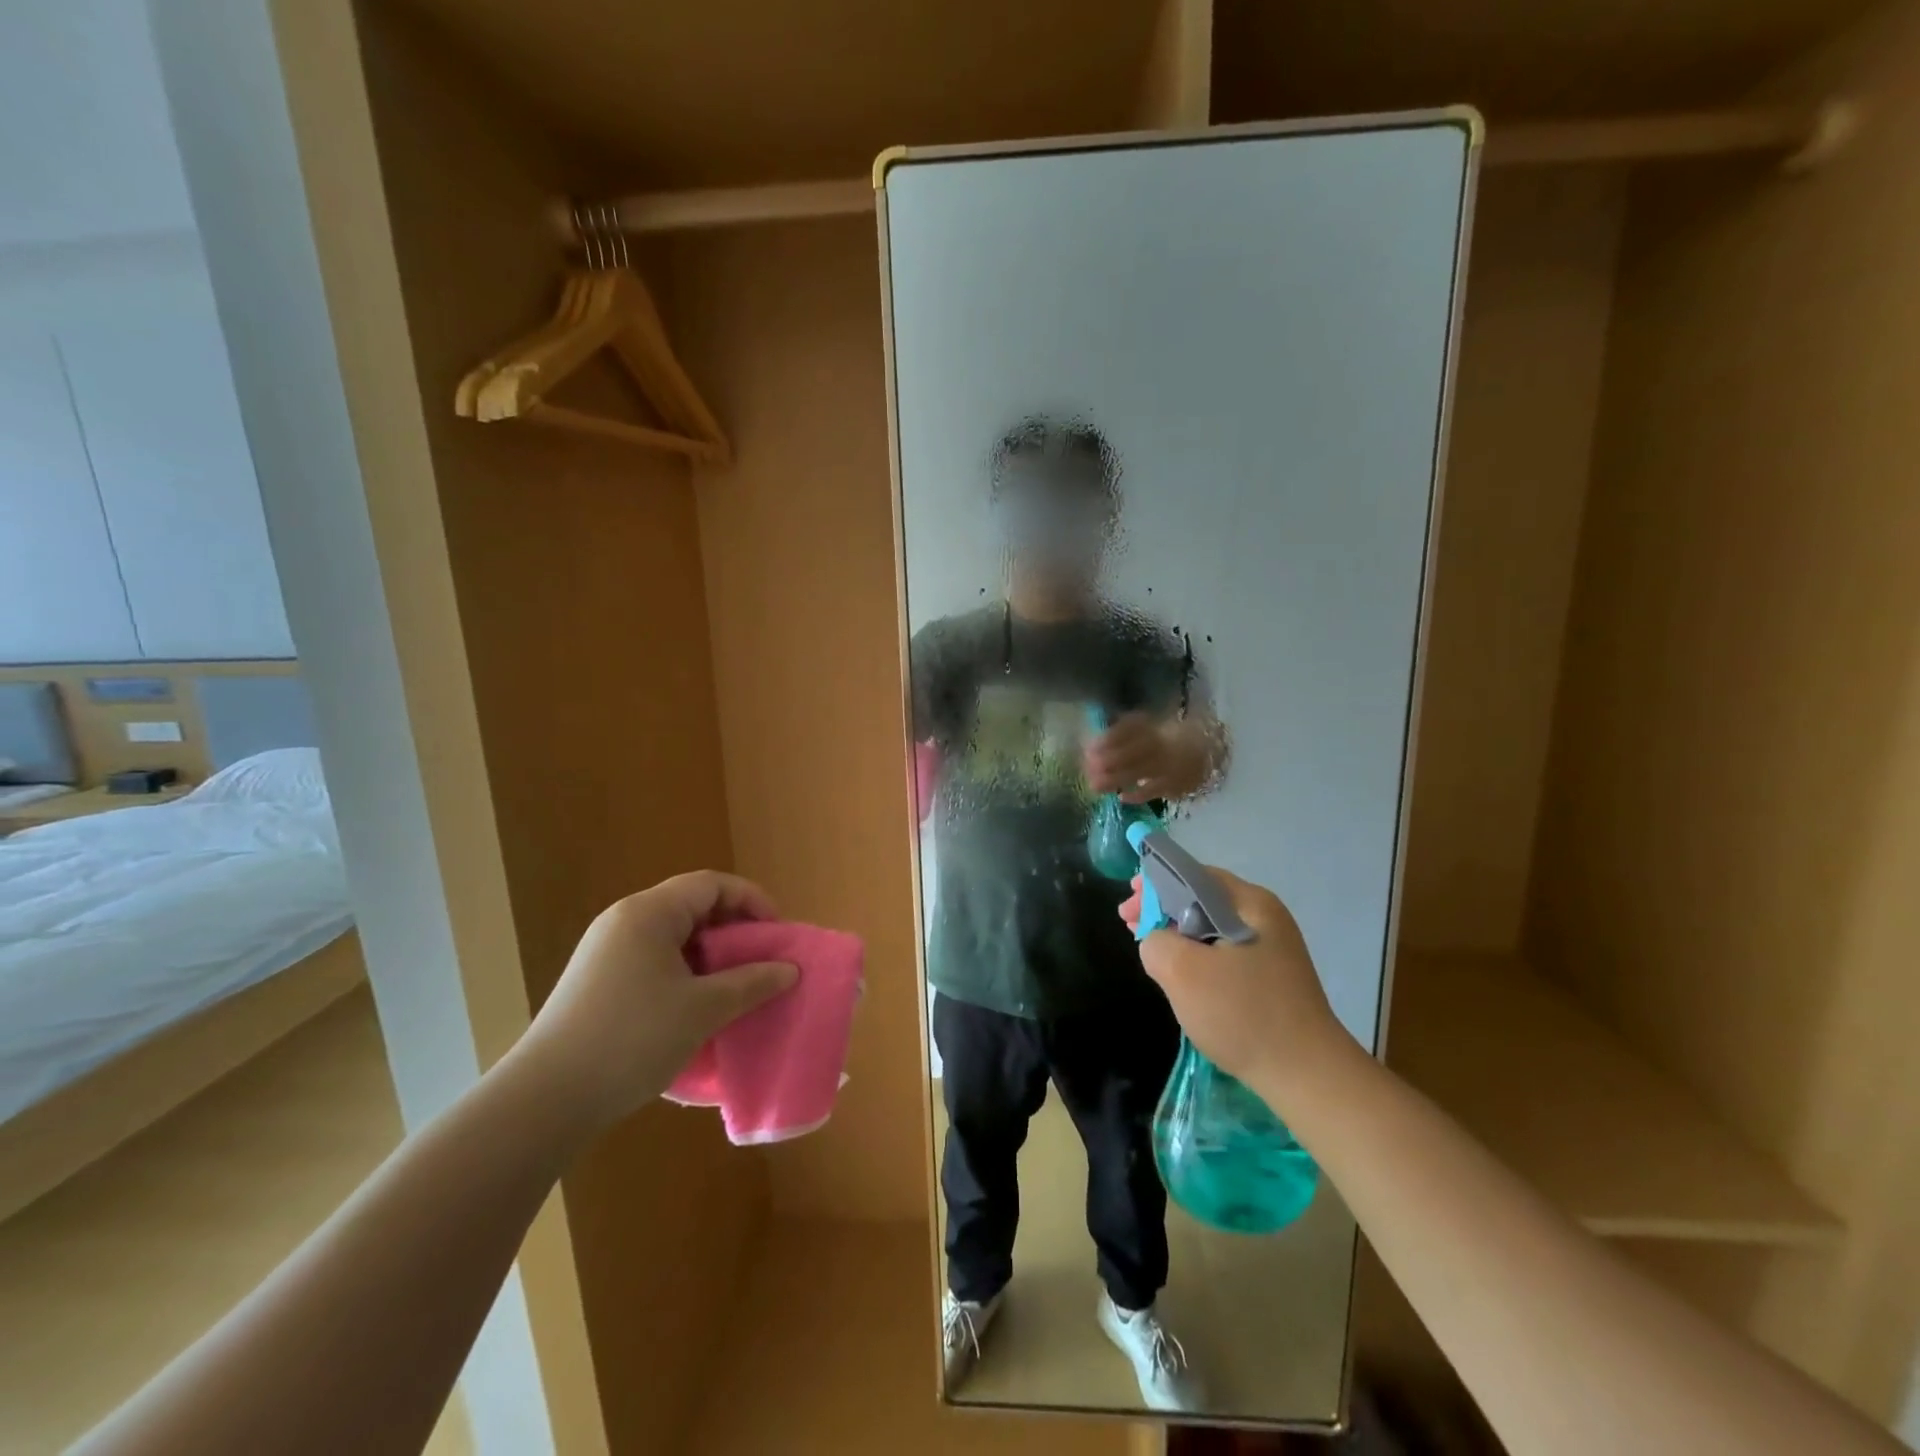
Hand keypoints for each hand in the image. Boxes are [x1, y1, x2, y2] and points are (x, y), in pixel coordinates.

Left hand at [518, 872, 797, 1130]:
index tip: (778, 932)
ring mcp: (606, 952)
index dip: (752, 900)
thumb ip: (751, 983)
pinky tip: (697, 1008)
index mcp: (649, 913)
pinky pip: (654, 961)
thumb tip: (789, 970)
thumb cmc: (632, 1039)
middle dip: (733, 929)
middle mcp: (624, 921)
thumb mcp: (703, 1009)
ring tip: (736, 986)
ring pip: (673, 937)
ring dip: (710, 955)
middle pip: (692, 906)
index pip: (712, 884)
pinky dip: (685, 973)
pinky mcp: (597, 982)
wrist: (545, 1100)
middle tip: (762, 960)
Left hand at [1085, 713, 1205, 802]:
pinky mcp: (1176, 783)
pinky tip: (1121, 796)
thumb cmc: (1170, 738)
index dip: (1109, 738)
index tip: (1089, 747)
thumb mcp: (1150, 726)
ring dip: (1114, 779)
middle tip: (1088, 769)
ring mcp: (1170, 764)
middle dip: (1107, 760)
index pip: (1130, 728)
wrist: (1208, 752)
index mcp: (1154, 725)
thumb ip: (1126, 729)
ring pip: (1139, 772)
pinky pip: (1154, 790)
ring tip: (1095, 785)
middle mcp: (1163, 743)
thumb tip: (1095, 739)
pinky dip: (1136, 794)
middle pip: (1132, 751)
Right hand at [1125, 867, 1351, 1104]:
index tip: (1128, 908)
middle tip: (1130, 924)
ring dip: (1177, 933)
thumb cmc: (1243, 1014)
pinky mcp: (1271, 976)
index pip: (1192, 875)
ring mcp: (1271, 947)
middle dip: (1162, 909)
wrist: (1308, 1076)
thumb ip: (1156, 942)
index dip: (1154, 885)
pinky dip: (1197, 955)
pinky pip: (1224, 951)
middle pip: (1201, 898)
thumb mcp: (1182, 972)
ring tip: (1150, 949)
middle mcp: (1264, 917)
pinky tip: (1182, 975)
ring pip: (1211, 927)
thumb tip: (1158, 942)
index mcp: (1250, 903)